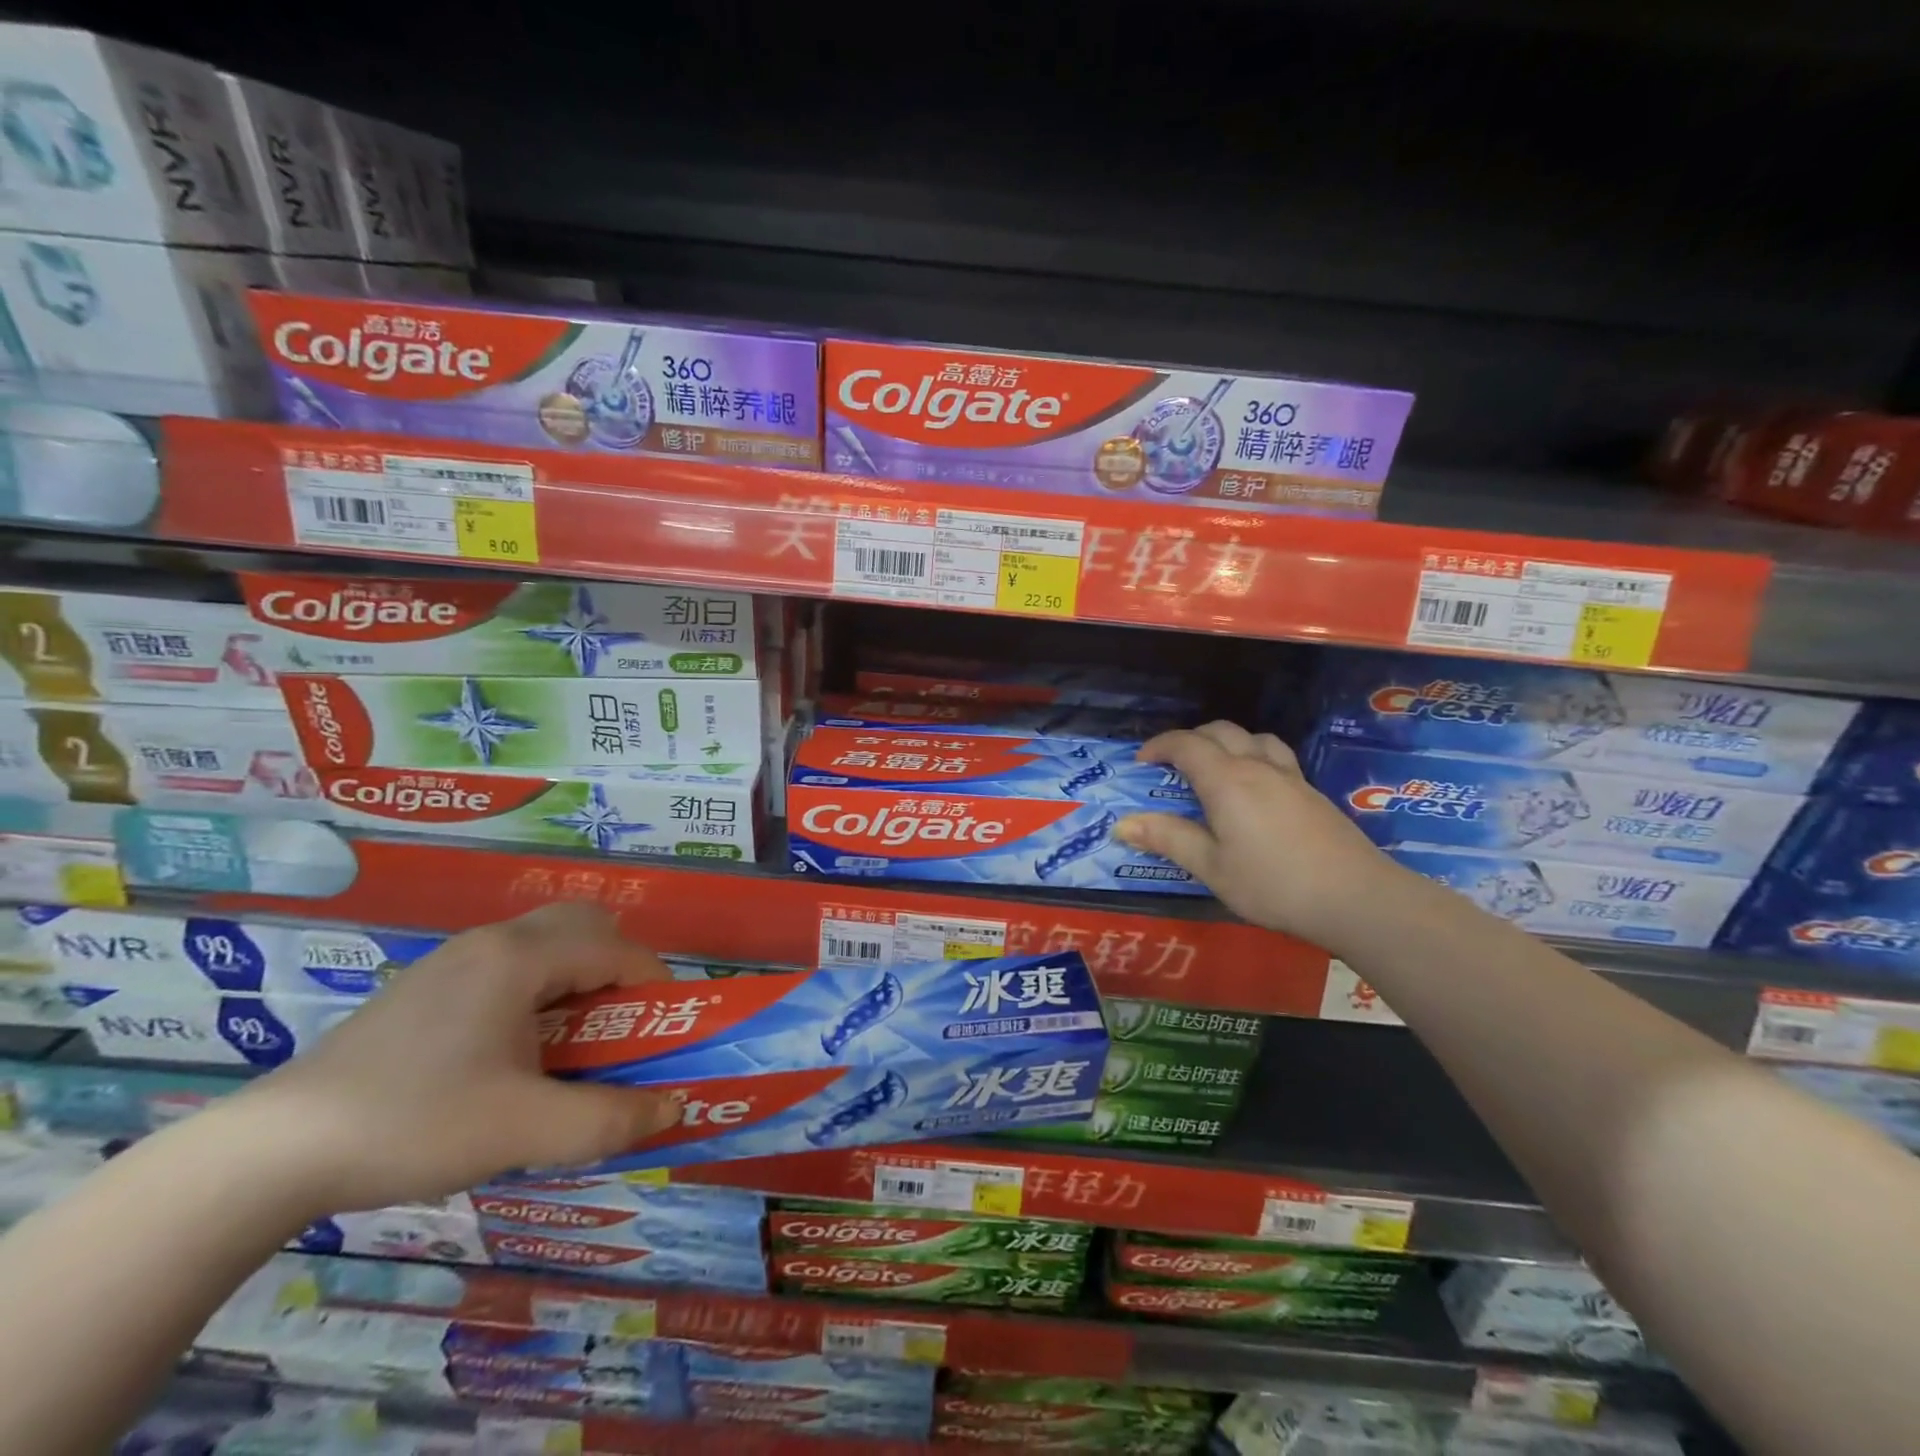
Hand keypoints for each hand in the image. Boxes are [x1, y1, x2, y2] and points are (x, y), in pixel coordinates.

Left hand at [237, 904, 682, 1212]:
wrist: (270, 1153)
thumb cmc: (415, 1123)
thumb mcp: (524, 1130)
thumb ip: (609, 1119)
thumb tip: (673, 1108)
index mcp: (521, 958)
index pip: (617, 948)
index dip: (655, 982)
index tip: (670, 1026)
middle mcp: (491, 942)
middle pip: (582, 924)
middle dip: (618, 964)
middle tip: (622, 1022)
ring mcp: (451, 960)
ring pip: (542, 941)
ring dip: (576, 975)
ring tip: (573, 1039)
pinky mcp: (423, 987)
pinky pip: (506, 964)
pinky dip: (537, 987)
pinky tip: (513, 1050)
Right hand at [1116, 721, 1404, 949]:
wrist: (1356, 898)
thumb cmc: (1273, 884)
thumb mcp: (1211, 867)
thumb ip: (1168, 839)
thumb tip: (1122, 824)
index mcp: (1227, 780)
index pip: (1186, 744)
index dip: (1159, 746)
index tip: (1141, 762)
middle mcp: (1257, 767)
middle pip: (1220, 731)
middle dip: (1190, 739)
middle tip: (1171, 765)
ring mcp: (1290, 777)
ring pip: (1254, 738)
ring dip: (1227, 742)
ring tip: (1215, 768)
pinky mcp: (1312, 793)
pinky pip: (1275, 756)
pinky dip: (1252, 756)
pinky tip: (1255, 790)